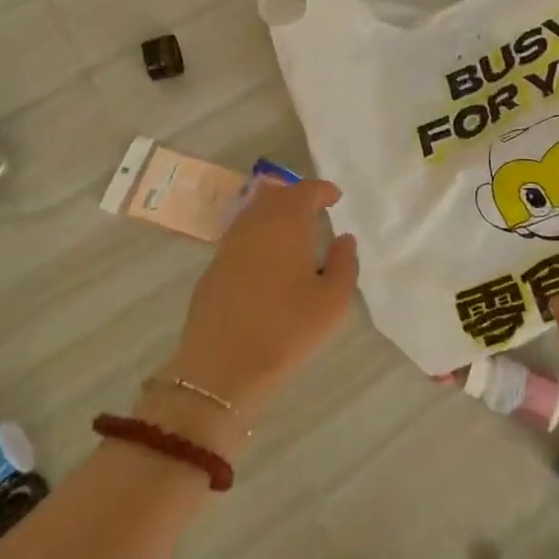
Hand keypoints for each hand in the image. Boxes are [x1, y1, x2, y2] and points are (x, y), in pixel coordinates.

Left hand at [166, 178, 358, 425]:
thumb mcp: (333, 302)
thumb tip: (344, 238)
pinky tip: (268, 259)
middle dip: (296, 196)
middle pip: (276, 194)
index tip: (335, 198)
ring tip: (293, 234)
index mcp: (287, 223)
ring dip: (275, 214)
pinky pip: (241, 236)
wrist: (220, 367)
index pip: (305, 190)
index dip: (322, 190)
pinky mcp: (213, 267)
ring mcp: (230, 244)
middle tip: (315, 211)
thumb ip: (344, 263)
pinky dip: (258, 235)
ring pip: (254, 213)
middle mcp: (255, 224)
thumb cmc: (286, 330)